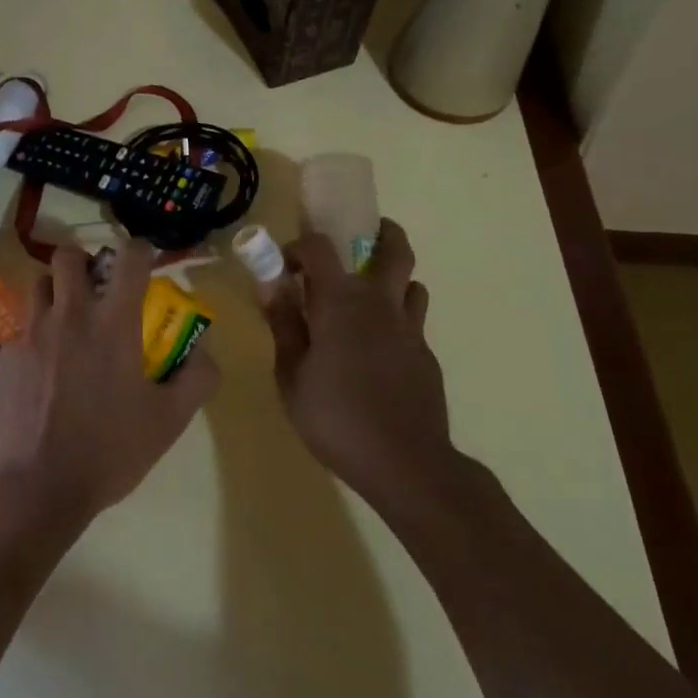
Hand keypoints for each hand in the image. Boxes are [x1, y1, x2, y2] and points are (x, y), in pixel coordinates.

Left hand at [0, 241, 219, 531]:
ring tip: (69, 317)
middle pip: (69, 255)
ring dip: (57, 289)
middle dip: (86, 262)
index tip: (146, 262)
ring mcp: (33, 331)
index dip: (141, 250)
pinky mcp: (9, 353)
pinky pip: (23, 324)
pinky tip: (46, 362)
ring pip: (39, 282)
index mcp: (113, 322)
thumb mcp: (170, 420)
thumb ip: (197, 377)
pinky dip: (38, 330)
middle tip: (98, 288)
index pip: (129, 257)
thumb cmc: (111, 450)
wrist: (40, 486)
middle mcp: (70, 313)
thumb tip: (206, 349)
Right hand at [262, 219, 449, 505]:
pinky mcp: (426, 355)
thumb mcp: (291, 376)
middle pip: (394, 248)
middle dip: (380, 233)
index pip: (319, 247)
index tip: (284, 268)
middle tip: (360, 239)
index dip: (297, 247)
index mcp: (340, 301)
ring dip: (391, 280)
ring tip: (368, 299)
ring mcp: (410, 329)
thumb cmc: (336, 418)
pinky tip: (379, 351)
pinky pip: (414, 322)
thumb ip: (284, 326)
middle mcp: (380, 302)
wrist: (406, 463)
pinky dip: (397, 320)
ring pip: (411, 283)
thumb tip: (271, 288)